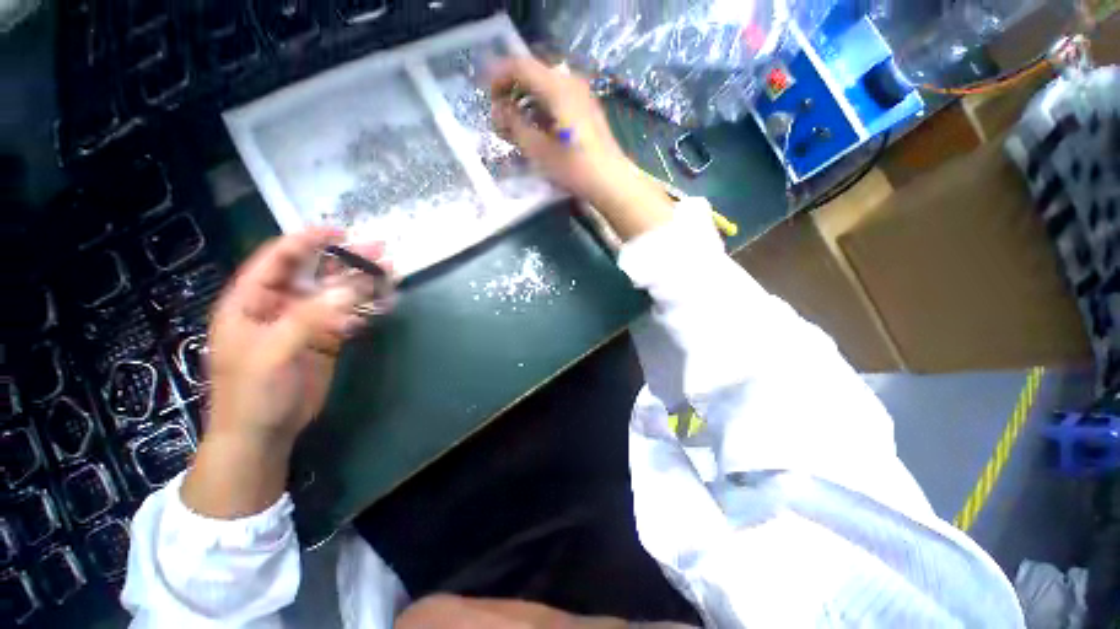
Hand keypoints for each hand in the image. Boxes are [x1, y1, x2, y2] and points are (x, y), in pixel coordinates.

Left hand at [182, 229, 388, 518]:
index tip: (339, 231)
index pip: (278, 258)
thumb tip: (349, 288)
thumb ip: (310, 317)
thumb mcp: (274, 351)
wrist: (264, 433)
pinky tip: (385, 301)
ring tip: (390, 272)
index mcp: (252, 301)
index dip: (306, 240)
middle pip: (315, 272)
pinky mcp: (326, 338)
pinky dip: (367, 307)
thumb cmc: (253, 391)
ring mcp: (305, 322)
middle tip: (379, 250)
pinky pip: (349, 315)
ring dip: (363, 282)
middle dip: (346, 260)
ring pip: (337, 293)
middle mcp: (279, 305)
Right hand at [490, 57, 674, 240]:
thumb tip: (499, 110)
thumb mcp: (538, 150)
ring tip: (515, 125)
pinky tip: (536, 128)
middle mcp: (570, 82)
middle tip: (499, 114)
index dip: (499, 77)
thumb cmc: (574, 168)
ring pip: (545, 86)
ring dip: (526, 100)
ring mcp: (581, 94)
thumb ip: (514, 125)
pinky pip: (557, 97)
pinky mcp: (587, 109)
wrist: (610, 181)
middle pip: (533, 74)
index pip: (521, 66)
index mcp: (557, 87)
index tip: (486, 96)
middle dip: (512, 90)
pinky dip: (541, 107)